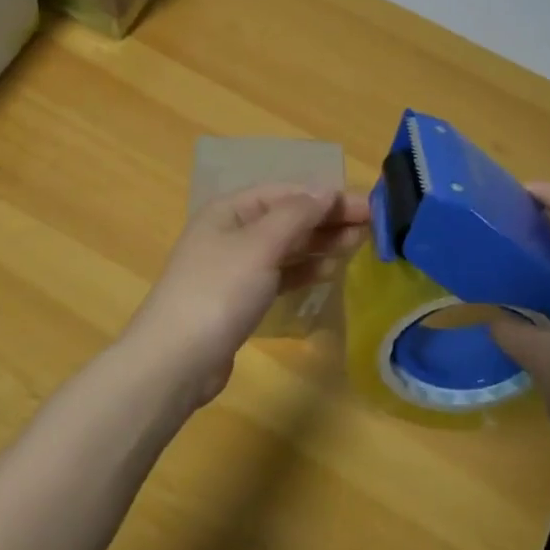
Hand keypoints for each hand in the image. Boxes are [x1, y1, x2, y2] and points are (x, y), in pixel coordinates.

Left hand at [122, 185, 370, 408]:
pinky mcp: (239, 299)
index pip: (286, 192)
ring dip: (320, 244)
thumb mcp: (260, 245)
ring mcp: (234, 267)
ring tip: (358, 245)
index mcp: (230, 210)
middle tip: (373, 227)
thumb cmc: (218, 291)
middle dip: (327, 219)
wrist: (176, 359)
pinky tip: (329, 271)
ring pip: (285, 247)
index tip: (368, 207)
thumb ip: (296, 215)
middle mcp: (231, 232)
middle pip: (287, 218)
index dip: (326, 196)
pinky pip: (279, 275)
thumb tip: (325, 190)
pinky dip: (303, 270)